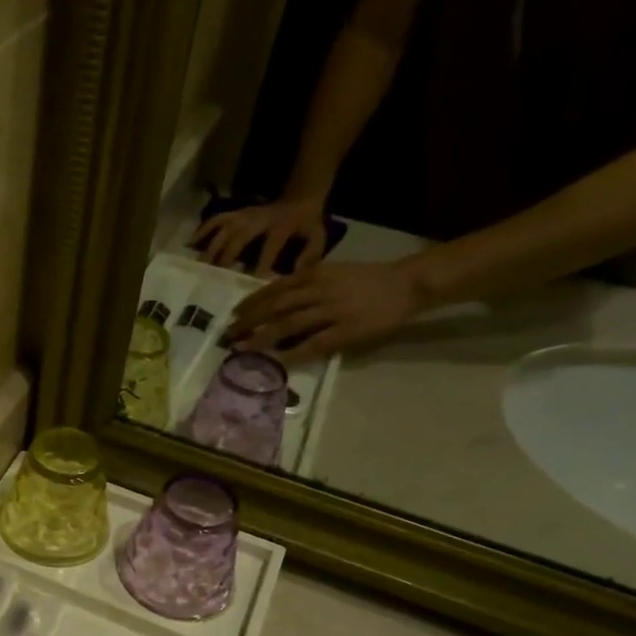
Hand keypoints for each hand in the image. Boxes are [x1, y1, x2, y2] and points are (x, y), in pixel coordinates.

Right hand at [194, 196, 329, 274]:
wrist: (300, 197)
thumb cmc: (307, 224)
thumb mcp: (318, 237)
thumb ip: (310, 255)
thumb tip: (295, 274)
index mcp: (281, 225)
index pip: (270, 246)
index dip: (261, 265)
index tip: (252, 284)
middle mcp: (259, 219)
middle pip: (238, 238)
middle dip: (226, 258)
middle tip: (214, 279)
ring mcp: (245, 215)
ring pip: (224, 229)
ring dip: (211, 247)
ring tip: (200, 267)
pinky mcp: (236, 213)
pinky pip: (216, 220)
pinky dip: (202, 230)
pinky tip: (190, 244)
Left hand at [224, 259, 424, 362]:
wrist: (407, 283)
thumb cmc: (367, 279)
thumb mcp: (333, 272)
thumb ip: (306, 283)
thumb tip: (276, 298)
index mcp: (315, 275)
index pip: (275, 288)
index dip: (252, 302)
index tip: (234, 314)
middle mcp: (319, 290)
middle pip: (275, 306)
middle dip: (249, 321)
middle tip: (228, 335)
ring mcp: (332, 311)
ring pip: (289, 324)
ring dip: (262, 338)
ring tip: (242, 349)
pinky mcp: (346, 330)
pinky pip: (313, 344)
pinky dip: (293, 353)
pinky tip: (277, 363)